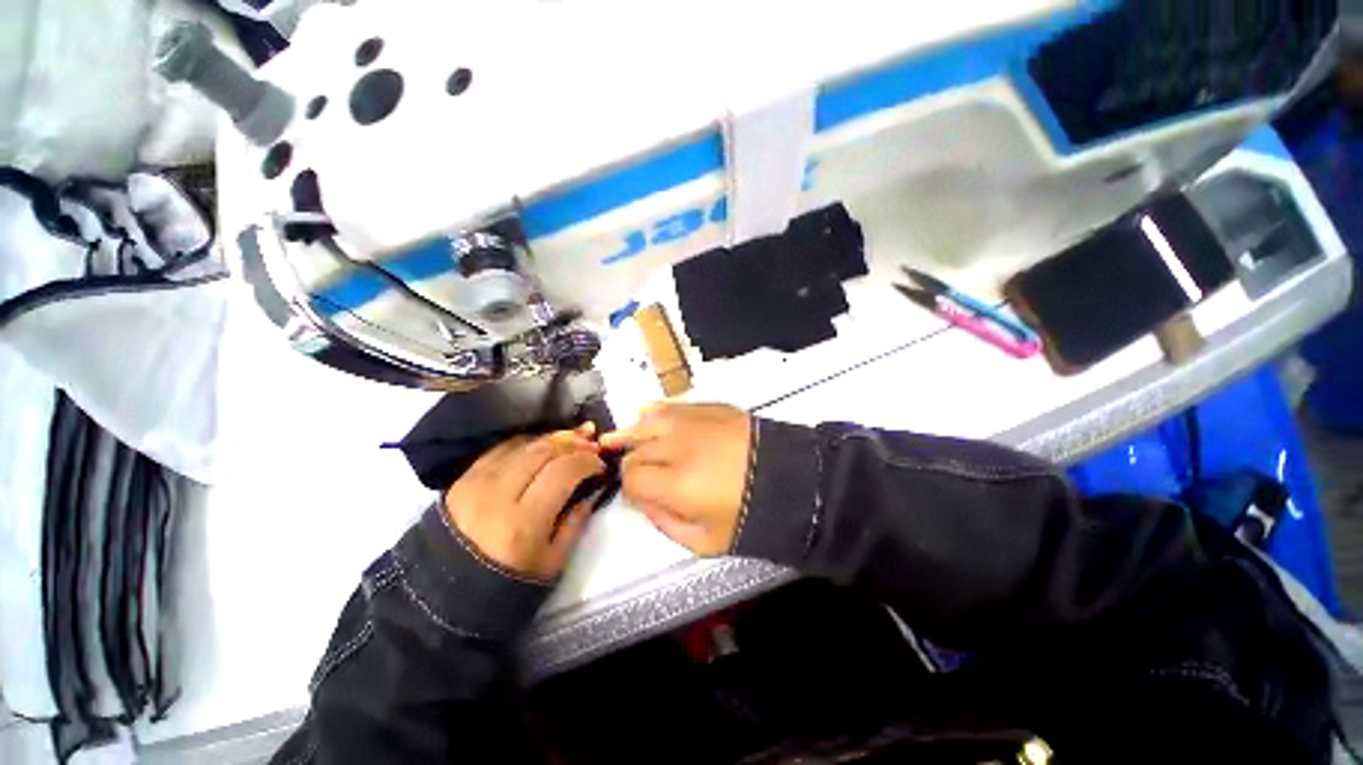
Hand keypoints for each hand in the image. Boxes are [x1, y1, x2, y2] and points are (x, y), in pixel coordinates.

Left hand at [444, 425, 604, 579]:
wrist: (443, 596)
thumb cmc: (506, 585)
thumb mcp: (552, 563)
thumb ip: (575, 523)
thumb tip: (591, 489)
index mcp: (523, 523)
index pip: (563, 471)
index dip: (587, 461)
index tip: (600, 464)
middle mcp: (497, 496)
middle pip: (543, 451)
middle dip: (573, 442)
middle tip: (591, 443)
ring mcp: (475, 483)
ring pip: (522, 443)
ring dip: (552, 437)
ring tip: (573, 436)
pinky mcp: (462, 479)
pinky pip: (500, 448)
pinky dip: (526, 441)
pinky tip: (542, 442)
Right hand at [600, 404, 751, 555]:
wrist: (790, 479)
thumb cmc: (748, 515)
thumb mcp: (704, 541)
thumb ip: (663, 522)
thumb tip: (643, 500)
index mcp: (675, 481)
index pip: (631, 476)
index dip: (630, 487)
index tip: (640, 494)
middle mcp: (677, 445)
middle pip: (635, 448)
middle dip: (632, 462)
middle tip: (641, 473)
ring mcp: (693, 421)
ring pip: (647, 421)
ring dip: (634, 433)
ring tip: (622, 438)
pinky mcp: (708, 407)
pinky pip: (671, 406)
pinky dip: (656, 414)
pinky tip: (649, 418)